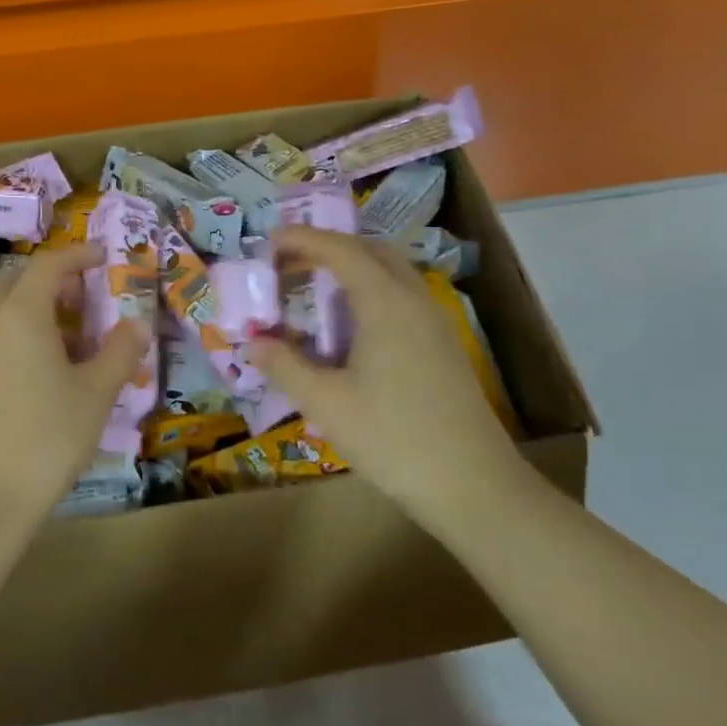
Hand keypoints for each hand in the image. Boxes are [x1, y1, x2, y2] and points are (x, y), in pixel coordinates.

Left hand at [0, 243, 147, 532]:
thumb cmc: (46, 439)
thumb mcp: (95, 394)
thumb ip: (119, 352)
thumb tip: (137, 324)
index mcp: (20, 314)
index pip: (49, 264)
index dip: (79, 255)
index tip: (104, 257)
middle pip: (17, 278)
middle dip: (52, 277)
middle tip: (85, 294)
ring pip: (1, 306)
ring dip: (34, 303)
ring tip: (70, 332)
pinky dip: (18, 329)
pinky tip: (43, 365)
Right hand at [245, 227, 532, 522]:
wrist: (474, 485)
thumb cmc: (393, 439)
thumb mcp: (326, 404)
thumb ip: (285, 366)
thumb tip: (253, 343)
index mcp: (385, 303)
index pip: (341, 250)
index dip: (303, 239)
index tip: (269, 242)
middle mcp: (413, 300)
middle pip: (370, 251)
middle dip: (328, 246)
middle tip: (290, 261)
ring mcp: (434, 322)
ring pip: (391, 272)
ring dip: (352, 267)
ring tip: (316, 286)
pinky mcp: (443, 345)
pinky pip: (401, 295)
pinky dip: (370, 289)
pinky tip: (352, 324)